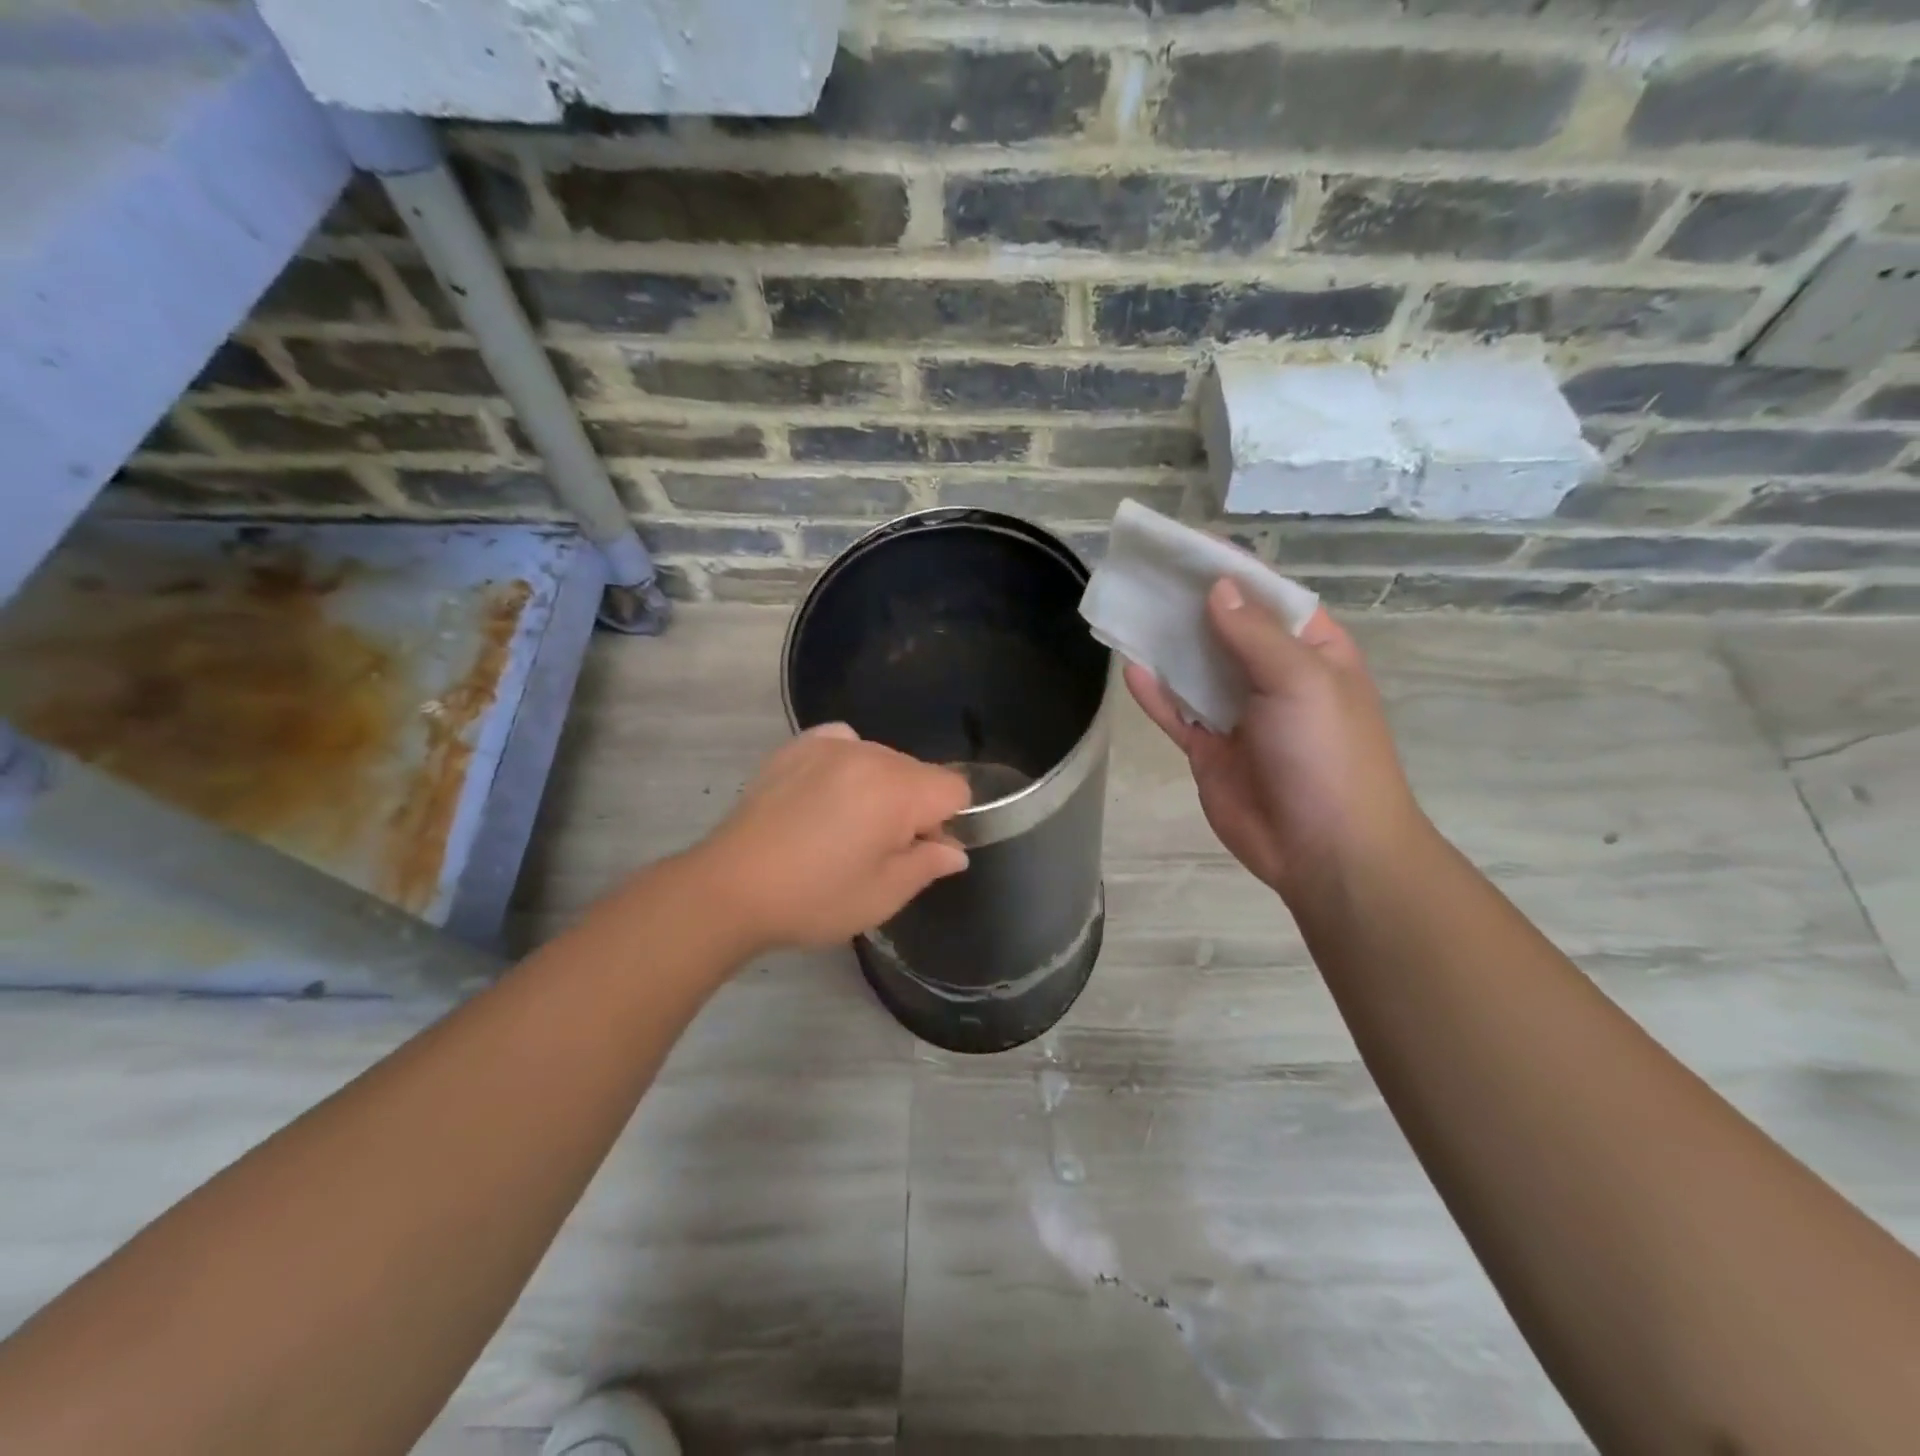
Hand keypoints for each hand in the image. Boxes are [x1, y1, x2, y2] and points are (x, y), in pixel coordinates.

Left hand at [692, 724, 971, 951]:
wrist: (729, 888)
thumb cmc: (814, 898)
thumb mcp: (883, 895)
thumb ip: (928, 865)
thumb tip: (954, 850)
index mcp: (897, 790)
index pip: (955, 788)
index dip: (948, 822)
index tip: (918, 852)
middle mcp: (869, 754)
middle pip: (920, 772)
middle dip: (915, 806)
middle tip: (879, 848)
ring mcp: (828, 744)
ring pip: (883, 758)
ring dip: (881, 787)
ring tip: (844, 825)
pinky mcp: (796, 747)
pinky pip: (843, 742)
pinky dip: (848, 763)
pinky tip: (826, 793)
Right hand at [1126, 578, 1423, 899]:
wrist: (1326, 849)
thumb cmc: (1328, 753)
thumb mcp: (1300, 680)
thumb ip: (1253, 634)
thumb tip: (1217, 589)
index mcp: (1308, 649)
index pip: (1264, 594)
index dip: (1225, 567)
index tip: (1179, 544)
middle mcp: (1270, 675)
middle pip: (1221, 628)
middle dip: (1185, 603)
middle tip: (1139, 574)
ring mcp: (1237, 714)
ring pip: (1194, 669)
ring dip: (1164, 644)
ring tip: (1124, 610)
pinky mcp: (1209, 749)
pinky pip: (1176, 714)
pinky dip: (1154, 694)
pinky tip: (1129, 668)